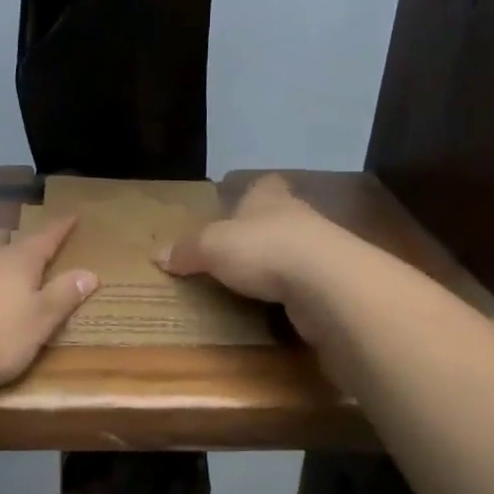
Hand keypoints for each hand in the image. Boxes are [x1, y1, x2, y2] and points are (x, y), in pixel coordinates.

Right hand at [157, 175, 338, 337]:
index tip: (241, 201)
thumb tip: (158, 255)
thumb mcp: (212, 246)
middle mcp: (299, 217)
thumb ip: (187, 250)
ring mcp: (323, 252)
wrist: (327, 284)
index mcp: (269, 199)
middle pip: (280, 217)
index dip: (252, 192)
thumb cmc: (264, 249)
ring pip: (297, 251)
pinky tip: (279, 308)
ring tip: (256, 282)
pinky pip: (308, 286)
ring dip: (281, 264)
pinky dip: (294, 295)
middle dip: (264, 230)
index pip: (263, 185)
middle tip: (239, 249)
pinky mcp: (334, 286)